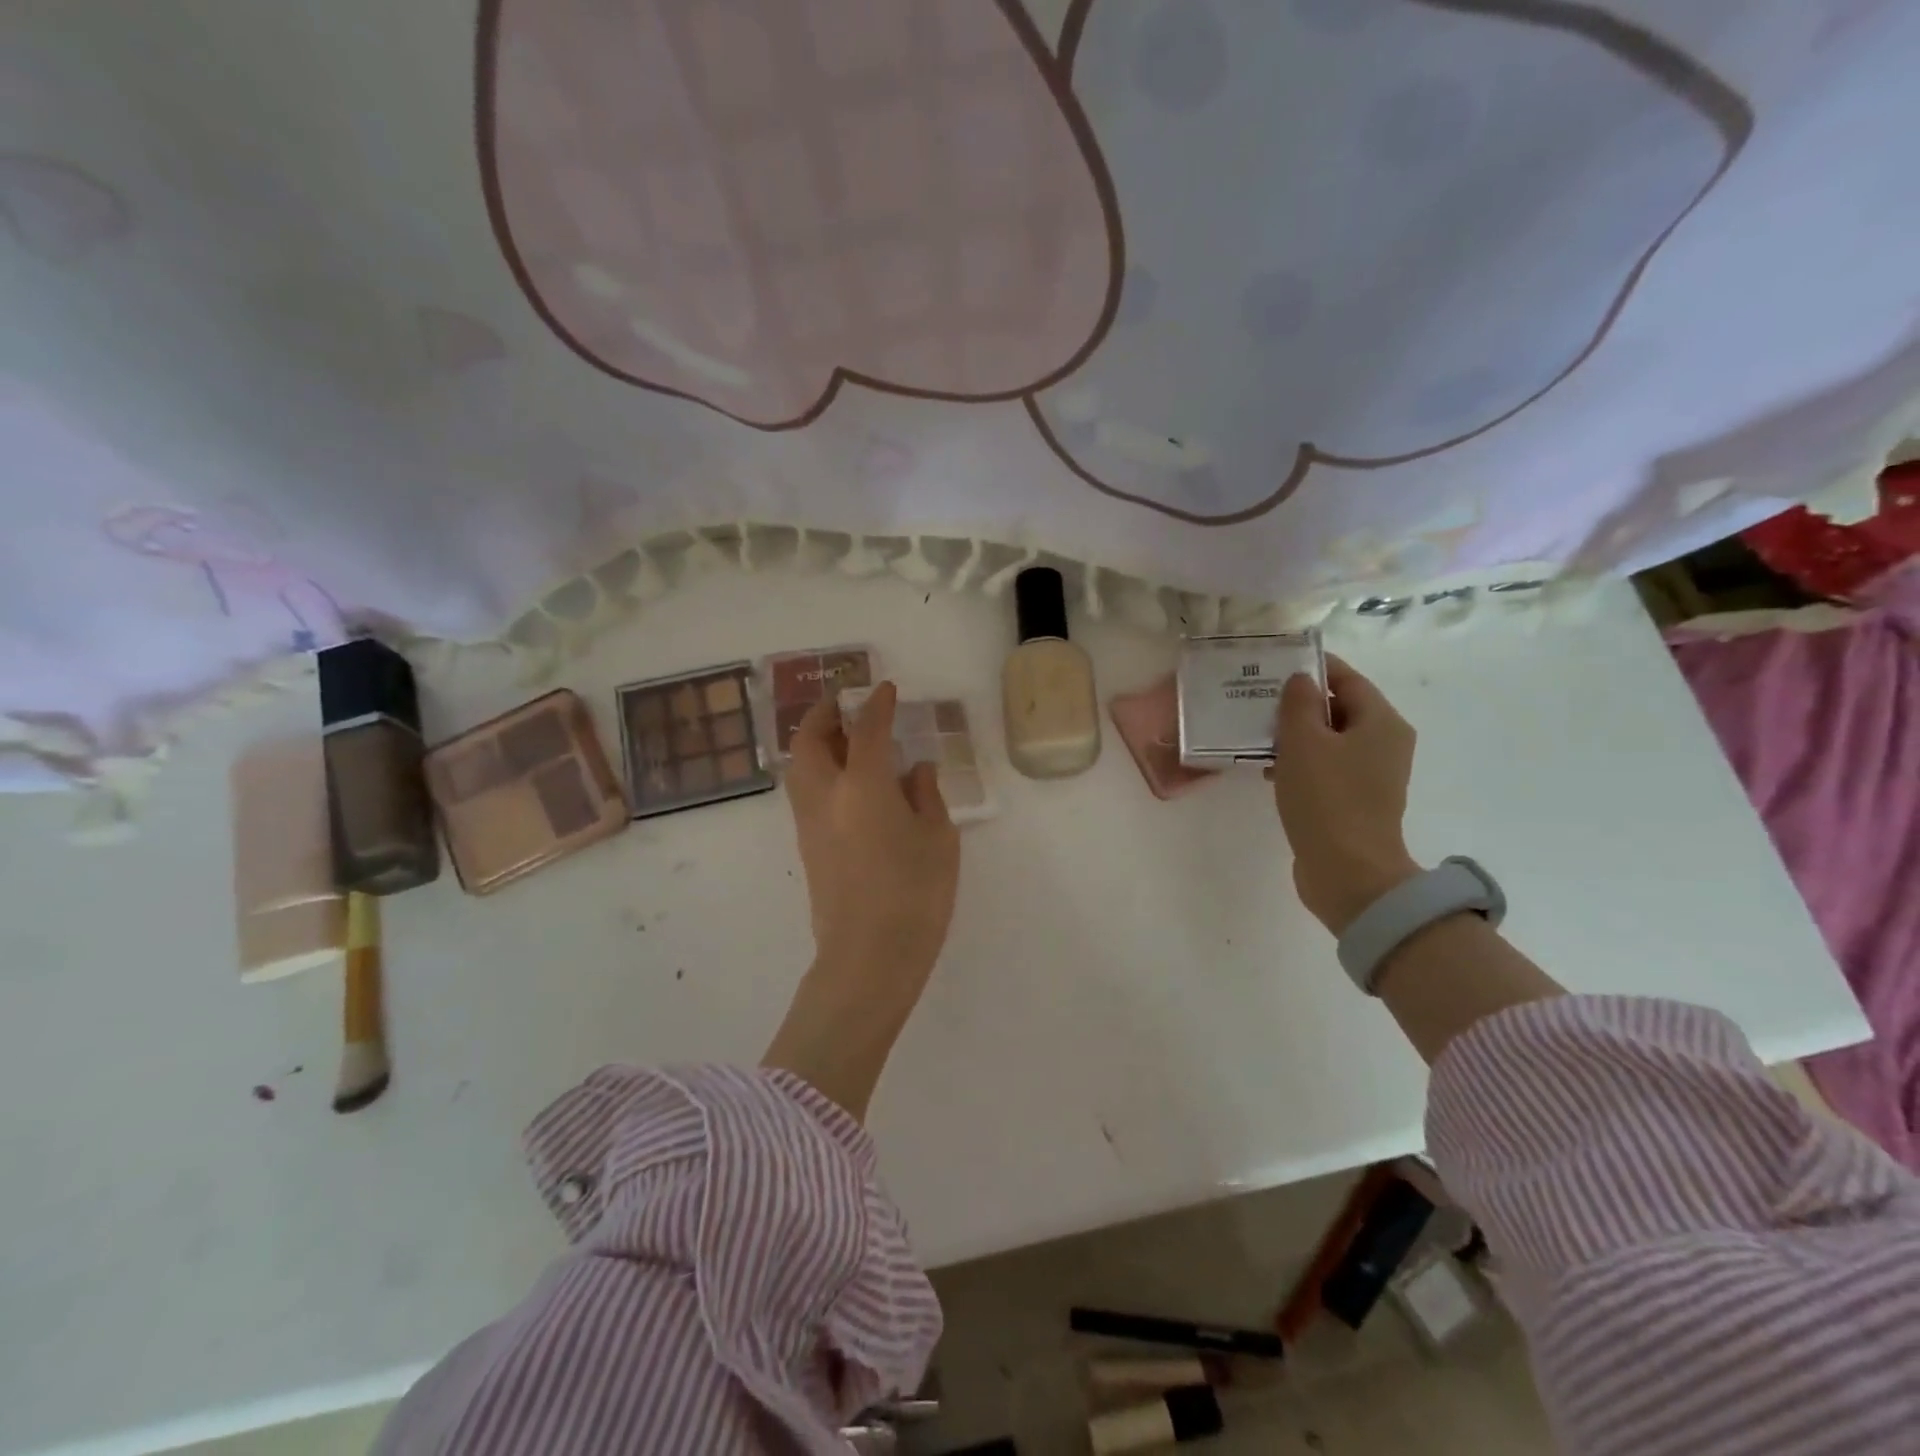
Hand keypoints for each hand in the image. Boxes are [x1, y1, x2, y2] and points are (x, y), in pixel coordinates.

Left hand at [762, 682, 960, 1117]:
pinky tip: (847, 783)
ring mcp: (810, 823)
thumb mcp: (938, 841)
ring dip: (816, 743)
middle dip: (825, 715)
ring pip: (799, 767)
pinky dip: (818, 772)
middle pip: (811, 741)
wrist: (867, 959)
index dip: (877, 704)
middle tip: (847, 706)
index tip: (886, 689)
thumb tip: (916, 771)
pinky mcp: (807, 848)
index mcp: (864, 786)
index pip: (867, 730)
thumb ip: (927, 797)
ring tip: (844, 740)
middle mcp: (826, 796)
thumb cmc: (915, 896)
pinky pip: (805, 792)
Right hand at [1269, 656, 1420, 933]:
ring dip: (1296, 735)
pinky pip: (1327, 767)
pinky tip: (1270, 770)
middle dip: (1299, 704)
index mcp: (1381, 721)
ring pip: (1330, 740)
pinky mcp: (1357, 801)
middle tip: (1256, 701)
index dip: (1311, 668)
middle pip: (1340, 708)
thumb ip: (1298, 703)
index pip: (1346, 678)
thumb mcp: (1303, 742)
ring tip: (1256, 735)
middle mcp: (1385, 743)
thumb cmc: (1326, 798)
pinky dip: (1302, 763)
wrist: (1348, 872)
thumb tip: (1300, 680)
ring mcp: (1373, 775)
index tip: (1272, 666)